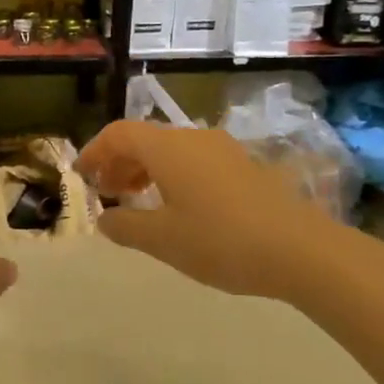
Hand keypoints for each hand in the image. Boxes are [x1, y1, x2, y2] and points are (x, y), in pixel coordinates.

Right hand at [78, 121, 346, 302]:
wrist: (301, 250)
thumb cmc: (221, 241)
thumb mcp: (162, 240)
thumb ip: (125, 225)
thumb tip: (105, 218)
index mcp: (168, 148)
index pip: (119, 133)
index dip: (94, 151)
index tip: (82, 176)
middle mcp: (194, 138)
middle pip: (145, 138)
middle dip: (119, 162)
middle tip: (108, 193)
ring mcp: (223, 150)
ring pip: (171, 149)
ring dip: (146, 170)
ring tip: (138, 201)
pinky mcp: (244, 166)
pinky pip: (195, 161)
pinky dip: (173, 175)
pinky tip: (179, 208)